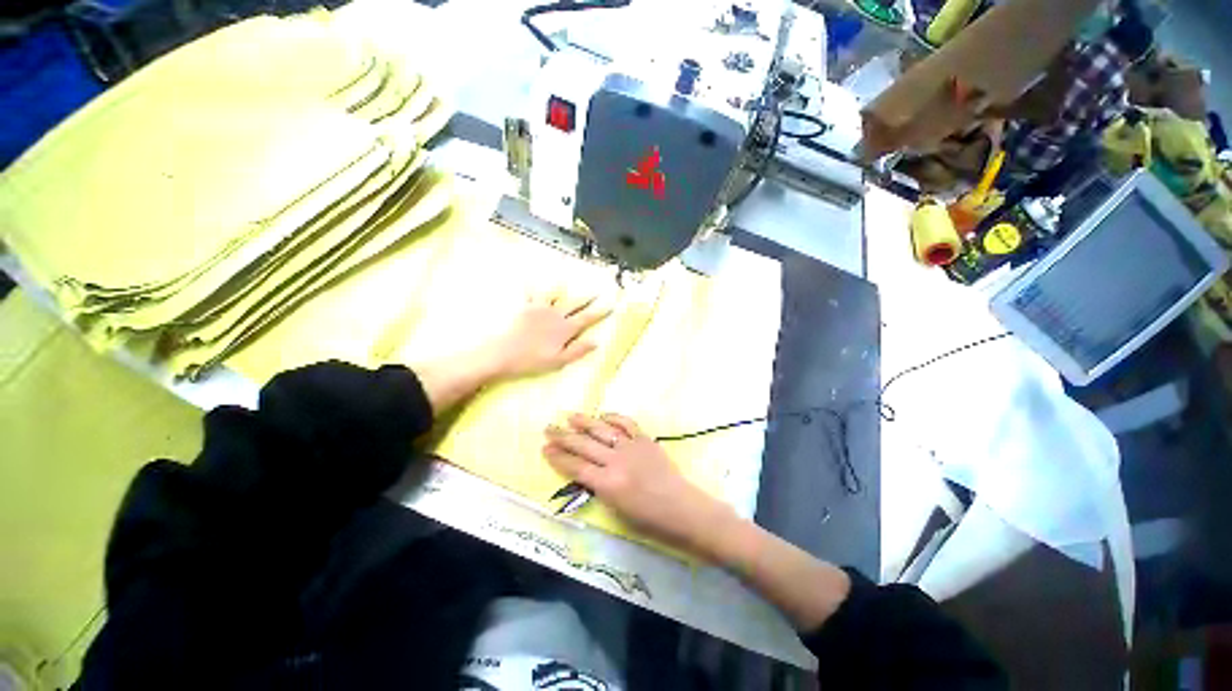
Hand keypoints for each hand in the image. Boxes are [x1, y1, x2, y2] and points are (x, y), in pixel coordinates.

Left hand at [485, 292, 610, 378]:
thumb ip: (578, 350)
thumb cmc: (531, 360)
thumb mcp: (558, 361)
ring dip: (564, 288)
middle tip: (597, 290)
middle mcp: (555, 315)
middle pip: (575, 303)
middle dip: (587, 297)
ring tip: (568, 280)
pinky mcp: (525, 307)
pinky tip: (531, 278)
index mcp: (565, 329)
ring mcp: (540, 309)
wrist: (502, 352)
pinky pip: (532, 293)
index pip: (587, 318)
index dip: (600, 312)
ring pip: (555, 294)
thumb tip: (596, 342)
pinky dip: (534, 286)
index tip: (610, 304)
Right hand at [543, 413, 730, 552]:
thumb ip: (599, 488)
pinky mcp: (645, 439)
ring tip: (569, 416)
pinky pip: (626, 423)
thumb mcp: (616, 510)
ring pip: (602, 430)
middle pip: (584, 445)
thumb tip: (585, 471)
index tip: (545, 449)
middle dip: (563, 437)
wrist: (682, 508)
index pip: (575, 467)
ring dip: (584, 422)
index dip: (558, 457)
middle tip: (548, 428)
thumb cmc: (649, 519)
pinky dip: (613, 417)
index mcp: (607, 484)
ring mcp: (631, 447)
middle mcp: (616, 461)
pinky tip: (602, 415)